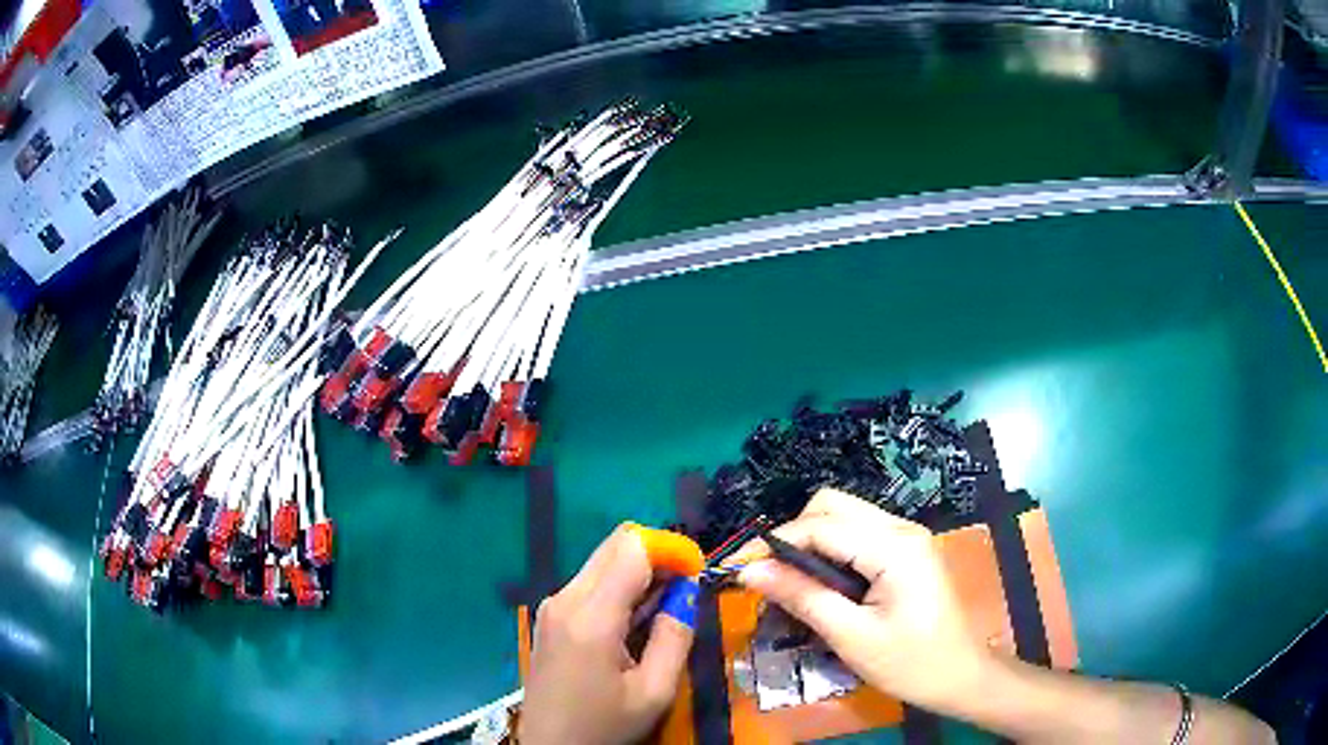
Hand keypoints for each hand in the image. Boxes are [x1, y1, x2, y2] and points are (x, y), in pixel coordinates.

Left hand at [520, 525, 698, 744]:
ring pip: (601, 561)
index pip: (632, 549)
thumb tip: (687, 593)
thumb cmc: (603, 725)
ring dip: (638, 572)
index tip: (697, 573)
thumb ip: (675, 638)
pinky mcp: (549, 616)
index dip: (670, 549)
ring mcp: (551, 605)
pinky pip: (589, 582)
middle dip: (656, 556)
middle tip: (684, 589)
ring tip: (664, 609)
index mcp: (590, 617)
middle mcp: (565, 598)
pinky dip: (619, 587)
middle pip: (614, 545)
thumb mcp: (654, 692)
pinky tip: (634, 621)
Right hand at [735, 488, 992, 713]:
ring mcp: (906, 536)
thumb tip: (750, 571)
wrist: (960, 676)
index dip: (773, 543)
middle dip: (793, 534)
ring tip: (790, 583)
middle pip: (832, 505)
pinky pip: (858, 534)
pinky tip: (821, 583)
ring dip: (810, 541)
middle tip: (769, 577)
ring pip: (844, 515)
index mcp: (893, 546)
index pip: (820, 525)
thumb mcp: (851, 636)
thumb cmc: (910, 662)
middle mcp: (900, 528)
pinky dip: (830, 550)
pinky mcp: (906, 551)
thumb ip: (802, 597)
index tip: (737, 569)